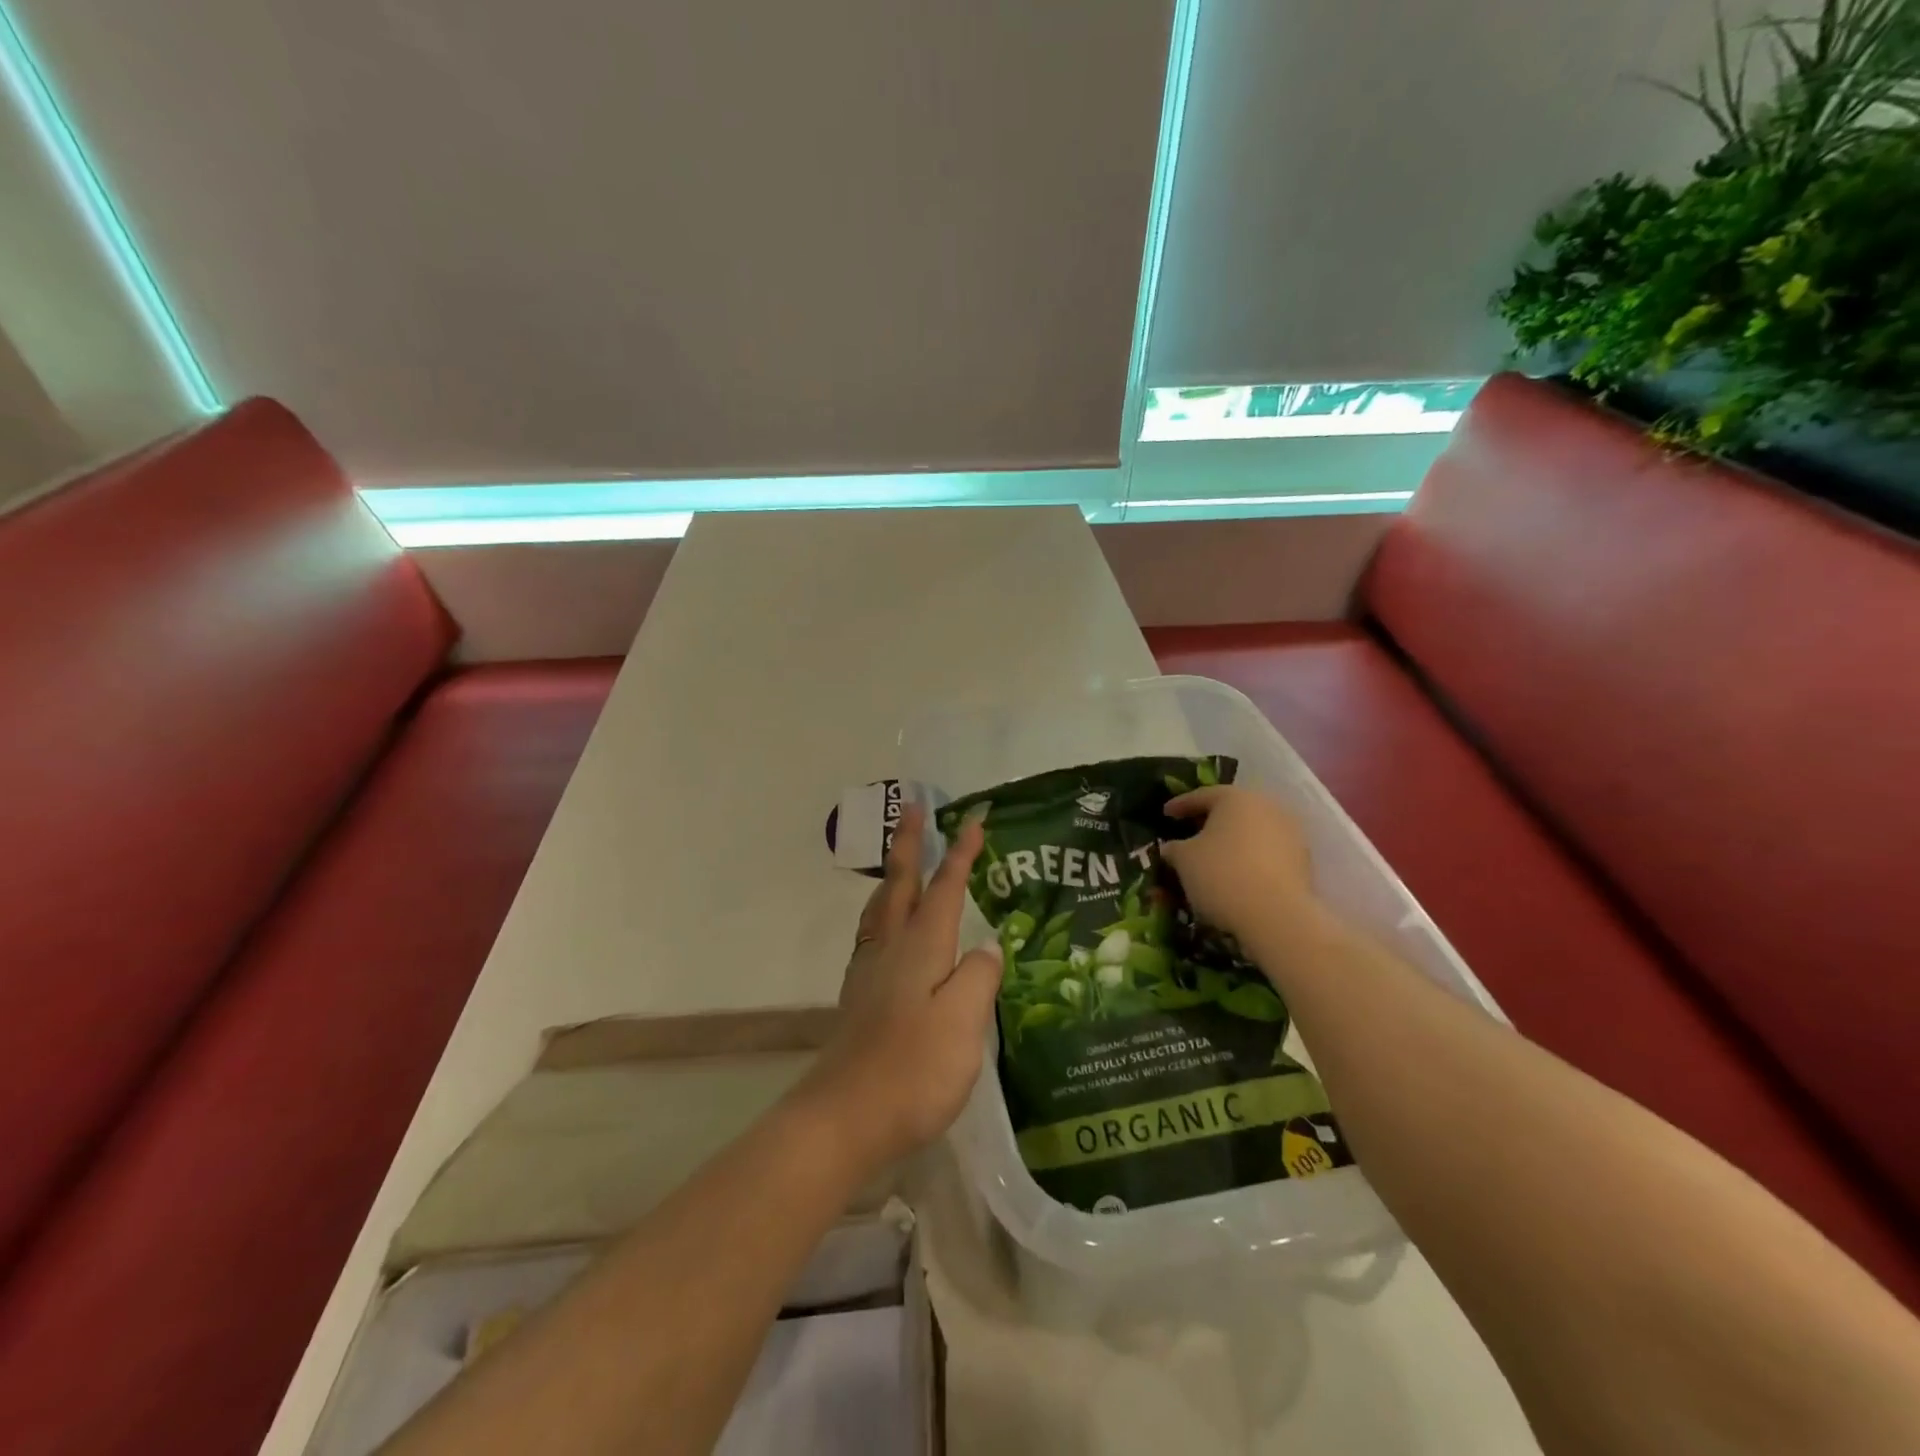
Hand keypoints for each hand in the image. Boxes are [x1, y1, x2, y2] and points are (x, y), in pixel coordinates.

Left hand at [793, 804, 1002, 1170]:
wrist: (844, 1117)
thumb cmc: (913, 1069)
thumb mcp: (964, 1023)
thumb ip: (978, 977)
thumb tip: (986, 946)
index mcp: (921, 947)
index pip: (946, 888)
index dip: (960, 854)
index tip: (973, 819)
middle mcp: (891, 949)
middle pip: (901, 884)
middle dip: (910, 843)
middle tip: (914, 808)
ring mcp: (870, 972)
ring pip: (881, 906)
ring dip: (893, 874)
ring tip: (900, 859)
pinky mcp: (860, 996)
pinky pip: (874, 933)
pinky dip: (884, 910)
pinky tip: (888, 929)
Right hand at [1160, 786, 1326, 955]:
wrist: (1276, 915)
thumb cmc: (1221, 874)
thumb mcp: (1184, 859)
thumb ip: (1174, 848)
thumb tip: (1171, 848)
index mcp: (1235, 798)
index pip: (1202, 796)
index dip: (1181, 805)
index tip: (1166, 814)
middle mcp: (1267, 807)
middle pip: (1232, 810)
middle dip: (1210, 821)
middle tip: (1191, 833)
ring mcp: (1290, 832)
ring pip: (1252, 831)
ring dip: (1233, 840)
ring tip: (1215, 857)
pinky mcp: (1302, 859)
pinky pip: (1267, 851)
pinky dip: (1250, 858)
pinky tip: (1238, 874)